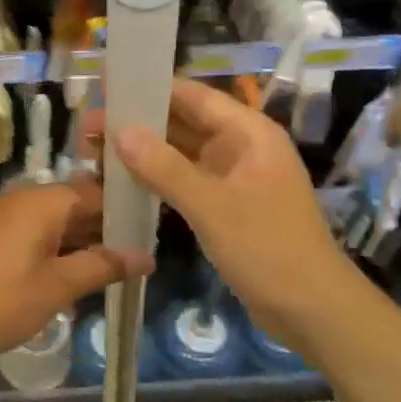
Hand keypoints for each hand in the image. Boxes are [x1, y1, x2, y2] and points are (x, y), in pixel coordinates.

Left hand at [0, 178, 149, 365]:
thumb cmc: (0, 300)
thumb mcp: (57, 286)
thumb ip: (102, 266)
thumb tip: (145, 256)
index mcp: (43, 201)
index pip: (97, 191)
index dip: (127, 208)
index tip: (156, 226)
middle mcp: (25, 199)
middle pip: (78, 203)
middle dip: (109, 226)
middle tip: (146, 249)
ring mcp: (8, 217)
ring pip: (59, 220)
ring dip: (86, 239)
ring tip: (124, 263)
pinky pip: (40, 232)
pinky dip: (63, 247)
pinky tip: (84, 270)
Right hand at [106, 79, 359, 344]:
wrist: (313, 312)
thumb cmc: (269, 250)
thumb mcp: (213, 207)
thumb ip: (164, 167)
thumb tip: (119, 130)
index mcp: (248, 133)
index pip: (192, 96)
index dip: (150, 89)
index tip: (106, 89)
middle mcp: (239, 147)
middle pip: (182, 123)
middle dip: (137, 123)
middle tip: (87, 127)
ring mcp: (231, 178)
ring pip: (179, 154)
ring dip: (142, 153)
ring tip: (94, 152)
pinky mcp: (224, 206)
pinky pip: (183, 181)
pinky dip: (155, 180)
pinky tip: (120, 182)